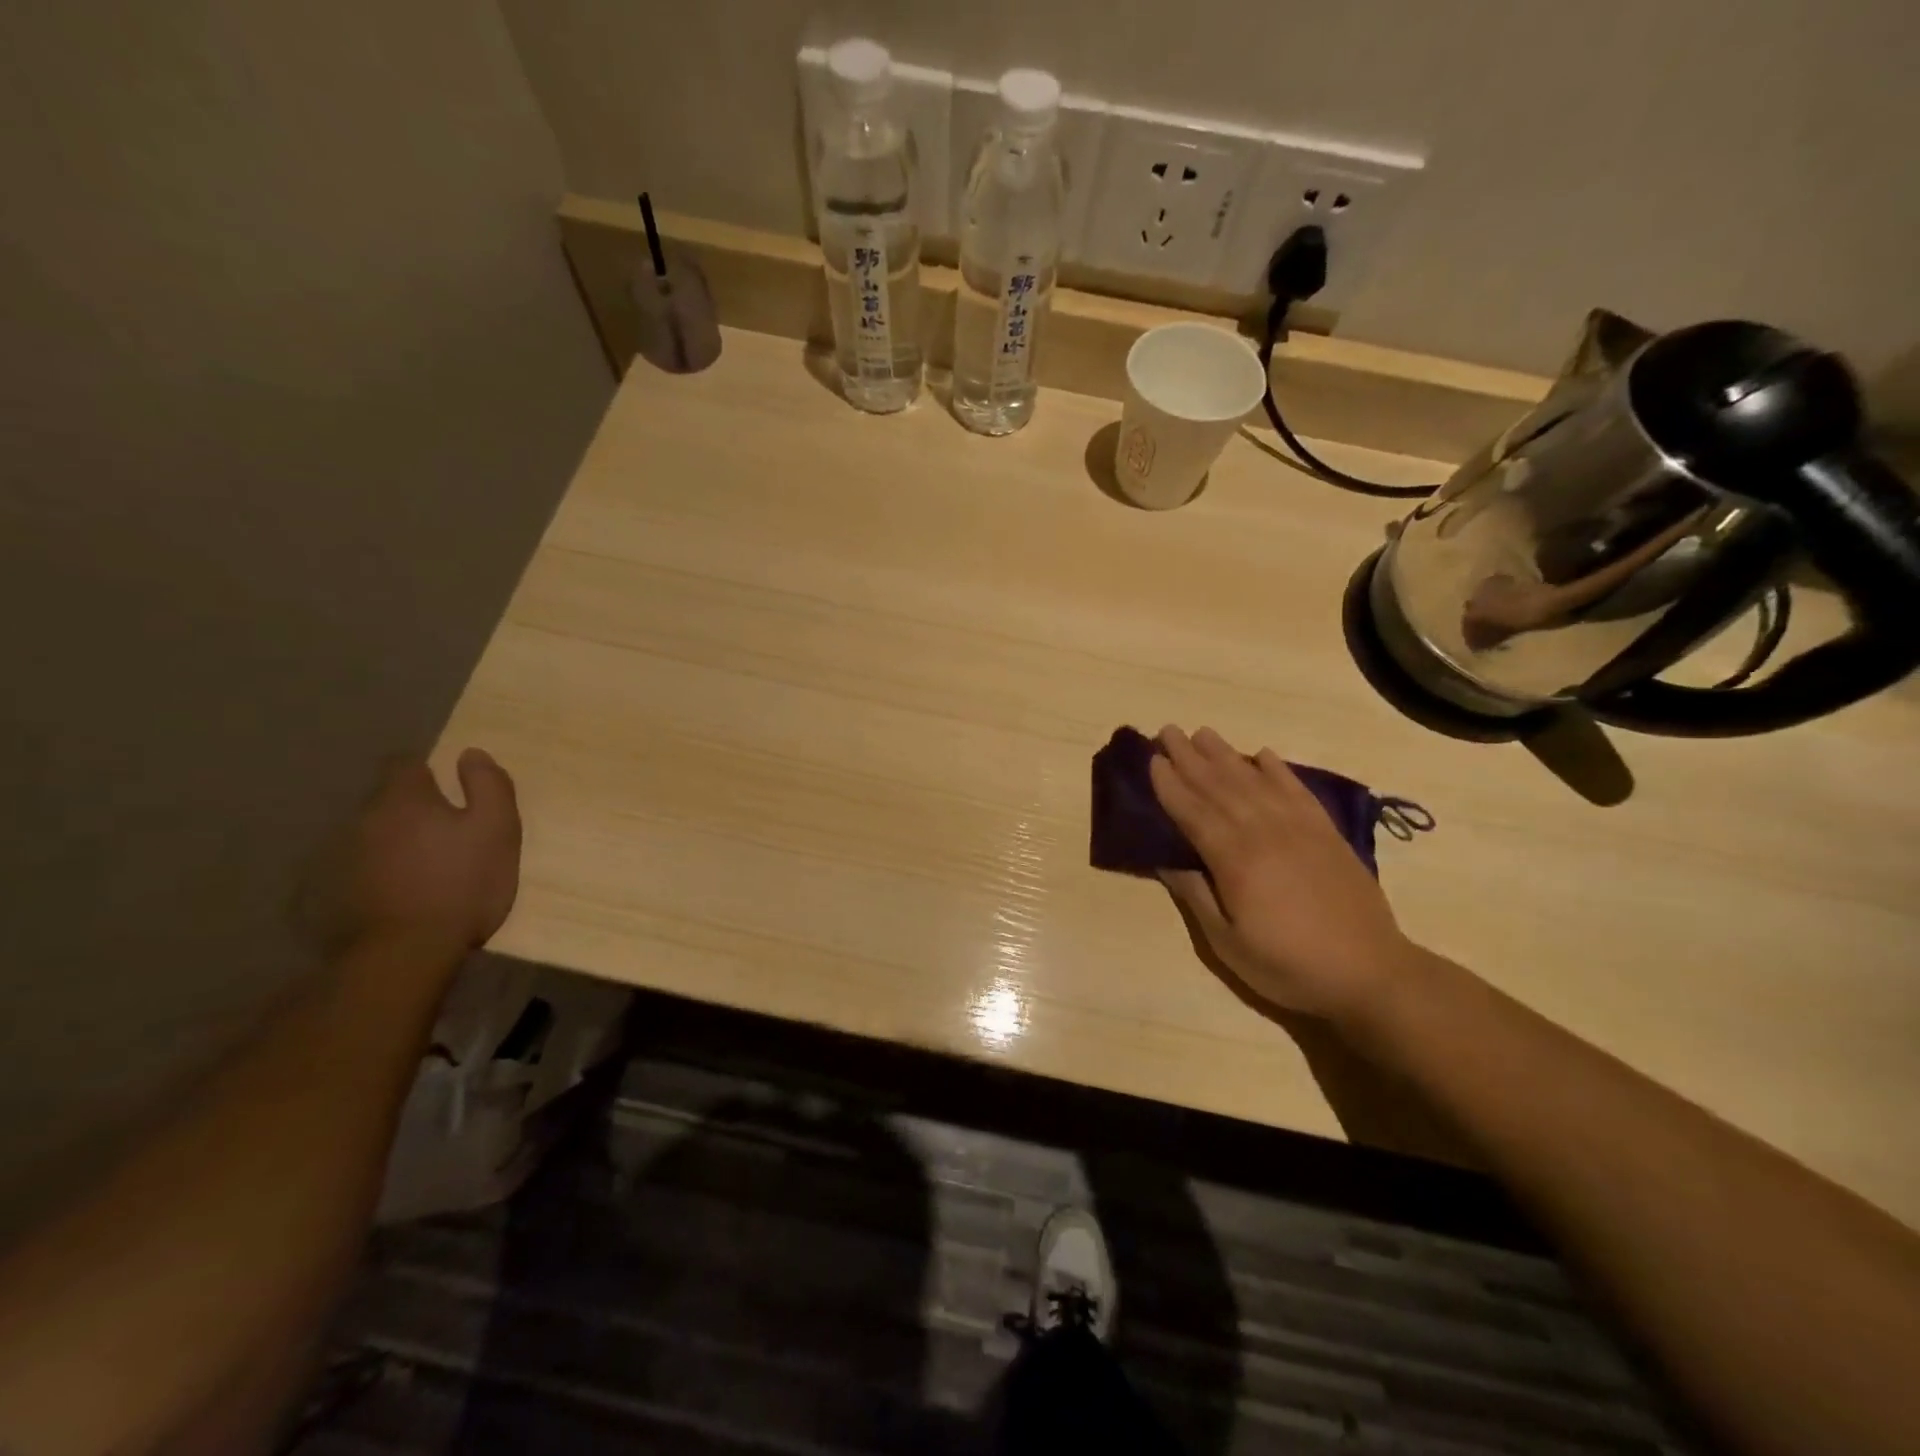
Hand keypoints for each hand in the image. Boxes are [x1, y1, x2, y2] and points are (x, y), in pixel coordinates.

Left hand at [300, 750, 520, 959]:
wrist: (406, 951)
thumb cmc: (463, 882)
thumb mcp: (497, 828)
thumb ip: (489, 785)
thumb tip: (471, 754)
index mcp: (405, 798)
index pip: (406, 763)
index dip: (428, 770)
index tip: (450, 787)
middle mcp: (365, 818)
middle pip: (388, 800)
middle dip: (414, 808)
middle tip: (447, 832)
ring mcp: (343, 856)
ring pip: (374, 834)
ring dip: (395, 841)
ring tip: (424, 865)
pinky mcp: (332, 892)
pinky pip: (360, 868)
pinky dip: (380, 871)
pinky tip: (401, 891)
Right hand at [1149, 726, 1410, 1022]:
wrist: (1371, 973)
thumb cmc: (1289, 965)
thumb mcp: (1228, 943)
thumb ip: (1196, 895)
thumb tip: (1165, 860)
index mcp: (1235, 859)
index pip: (1193, 811)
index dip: (1170, 784)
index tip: (1152, 759)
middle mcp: (1264, 832)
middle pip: (1219, 786)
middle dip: (1190, 757)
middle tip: (1168, 731)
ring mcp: (1299, 828)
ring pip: (1254, 780)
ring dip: (1225, 754)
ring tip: (1203, 733)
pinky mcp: (1326, 832)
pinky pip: (1296, 789)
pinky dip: (1277, 769)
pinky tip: (1262, 755)